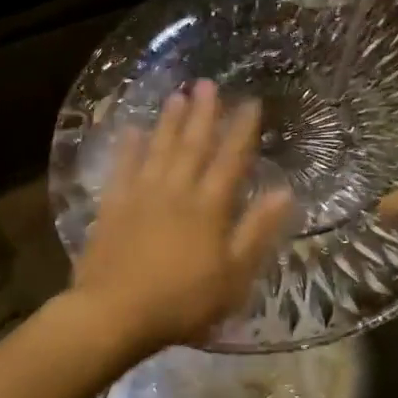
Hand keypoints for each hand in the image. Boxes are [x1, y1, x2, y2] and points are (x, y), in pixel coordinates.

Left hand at [69, 81, 292, 361]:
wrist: (116, 313)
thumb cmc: (183, 302)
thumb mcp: (234, 276)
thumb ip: (257, 231)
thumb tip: (284, 192)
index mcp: (210, 207)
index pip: (231, 159)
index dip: (242, 130)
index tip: (250, 103)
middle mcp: (177, 190)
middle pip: (193, 144)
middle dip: (203, 113)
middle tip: (207, 84)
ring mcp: (141, 195)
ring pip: (159, 148)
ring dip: (169, 120)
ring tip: (176, 95)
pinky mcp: (113, 206)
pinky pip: (122, 167)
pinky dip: (128, 147)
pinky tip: (132, 130)